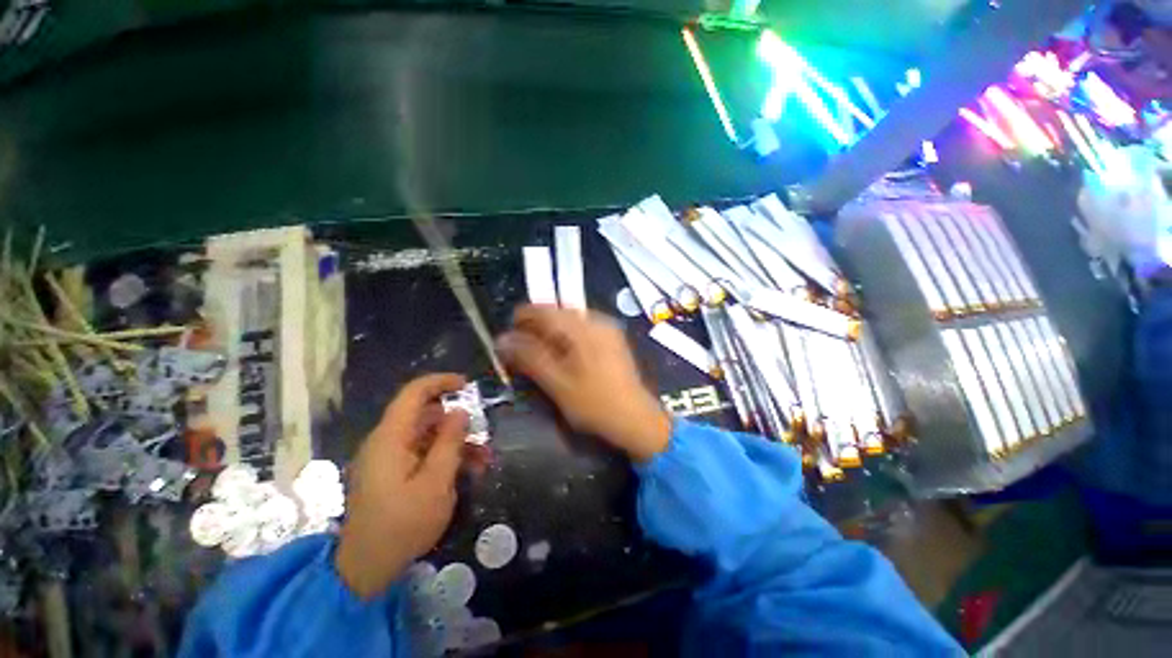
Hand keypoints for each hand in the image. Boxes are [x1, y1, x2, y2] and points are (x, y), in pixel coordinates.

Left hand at [336, 374, 469, 599]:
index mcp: (390, 438)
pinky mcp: (392, 472)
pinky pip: (422, 452)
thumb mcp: (436, 482)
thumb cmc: (403, 525)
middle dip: (456, 420)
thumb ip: (449, 442)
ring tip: (483, 458)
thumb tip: (460, 411)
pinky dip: (445, 456)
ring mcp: (388, 458)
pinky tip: (468, 470)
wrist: (367, 569)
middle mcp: (386, 441)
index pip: (414, 393)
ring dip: (456, 441)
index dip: (441, 382)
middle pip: (424, 414)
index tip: (467, 385)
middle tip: (483, 432)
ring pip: (427, 435)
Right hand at [496, 305, 671, 462]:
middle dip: (536, 327)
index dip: (521, 318)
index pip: (544, 310)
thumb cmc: (594, 403)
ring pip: (570, 321)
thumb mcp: (556, 382)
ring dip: (551, 333)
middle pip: (557, 313)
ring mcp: (608, 329)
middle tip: (521, 349)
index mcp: (582, 327)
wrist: (636, 419)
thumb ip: (529, 357)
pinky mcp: (613, 340)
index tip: (507, 335)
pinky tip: (562, 356)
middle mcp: (597, 320)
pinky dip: (566, 338)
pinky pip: (582, 330)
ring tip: (539, 354)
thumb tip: (502, 339)